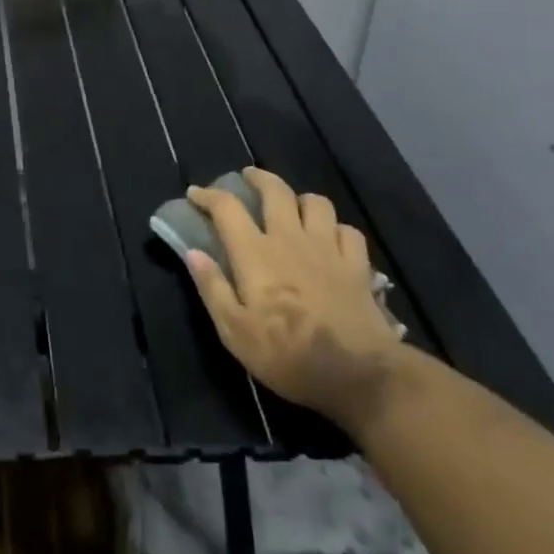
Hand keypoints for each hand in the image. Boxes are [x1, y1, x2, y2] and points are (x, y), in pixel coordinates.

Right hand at [184, 167, 404, 426]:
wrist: (360, 376)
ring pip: (316, 202)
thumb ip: (212, 288)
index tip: (195, 194)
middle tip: (247, 178)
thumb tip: (192, 252)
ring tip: (292, 207)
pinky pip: (348, 231)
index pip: (227, 207)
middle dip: (258, 178)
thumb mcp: (235, 332)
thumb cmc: (288, 355)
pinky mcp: (357, 265)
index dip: (207, 195)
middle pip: (275, 190)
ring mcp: (327, 248)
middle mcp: (289, 238)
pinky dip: (336, 229)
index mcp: (255, 253)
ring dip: (300, 199)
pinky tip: (331, 239)